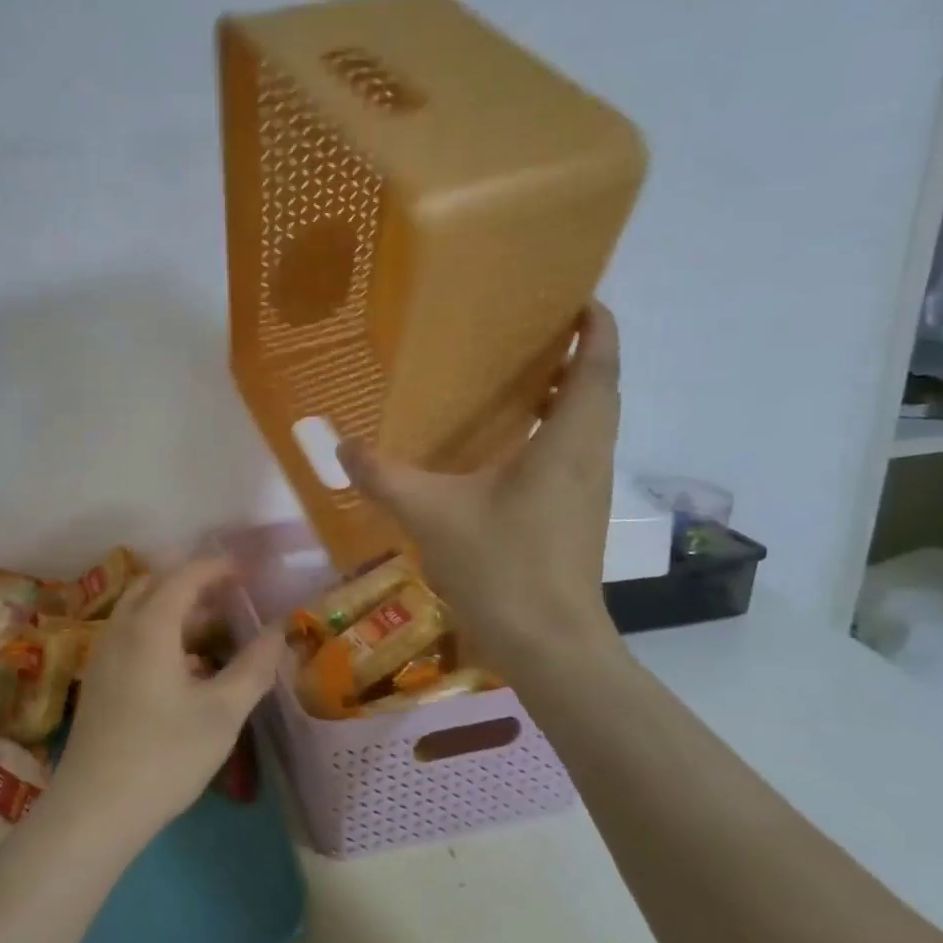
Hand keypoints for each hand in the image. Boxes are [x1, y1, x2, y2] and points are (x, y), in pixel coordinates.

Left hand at [50, 558, 285, 843]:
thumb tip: (281, 631)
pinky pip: (132, 635)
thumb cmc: (164, 756)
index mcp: (149, 626)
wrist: (94, 810)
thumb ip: (254, 666)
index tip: (250, 569)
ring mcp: (104, 655)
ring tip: (215, 626)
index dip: (218, 567)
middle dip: (194, 581)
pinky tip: (187, 665)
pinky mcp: (99, 680)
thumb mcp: (221, 713)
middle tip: (232, 592)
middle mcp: (121, 629)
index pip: (185, 575)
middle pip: (156, 585)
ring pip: (140, 611)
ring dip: (176, 607)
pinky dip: (161, 631)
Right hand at [338, 302, 623, 677]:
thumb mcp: (431, 514)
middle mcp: (588, 456)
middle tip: (532, 331)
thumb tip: (343, 447)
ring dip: (568, 393)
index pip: (599, 365)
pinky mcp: (578, 515)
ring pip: (589, 423)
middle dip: (578, 353)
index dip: (597, 325)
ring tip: (519, 378)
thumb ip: (384, 476)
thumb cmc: (501, 566)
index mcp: (567, 441)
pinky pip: (574, 452)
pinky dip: (553, 430)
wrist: (549, 645)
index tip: (578, 296)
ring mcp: (587, 489)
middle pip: (599, 389)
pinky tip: (506, 446)